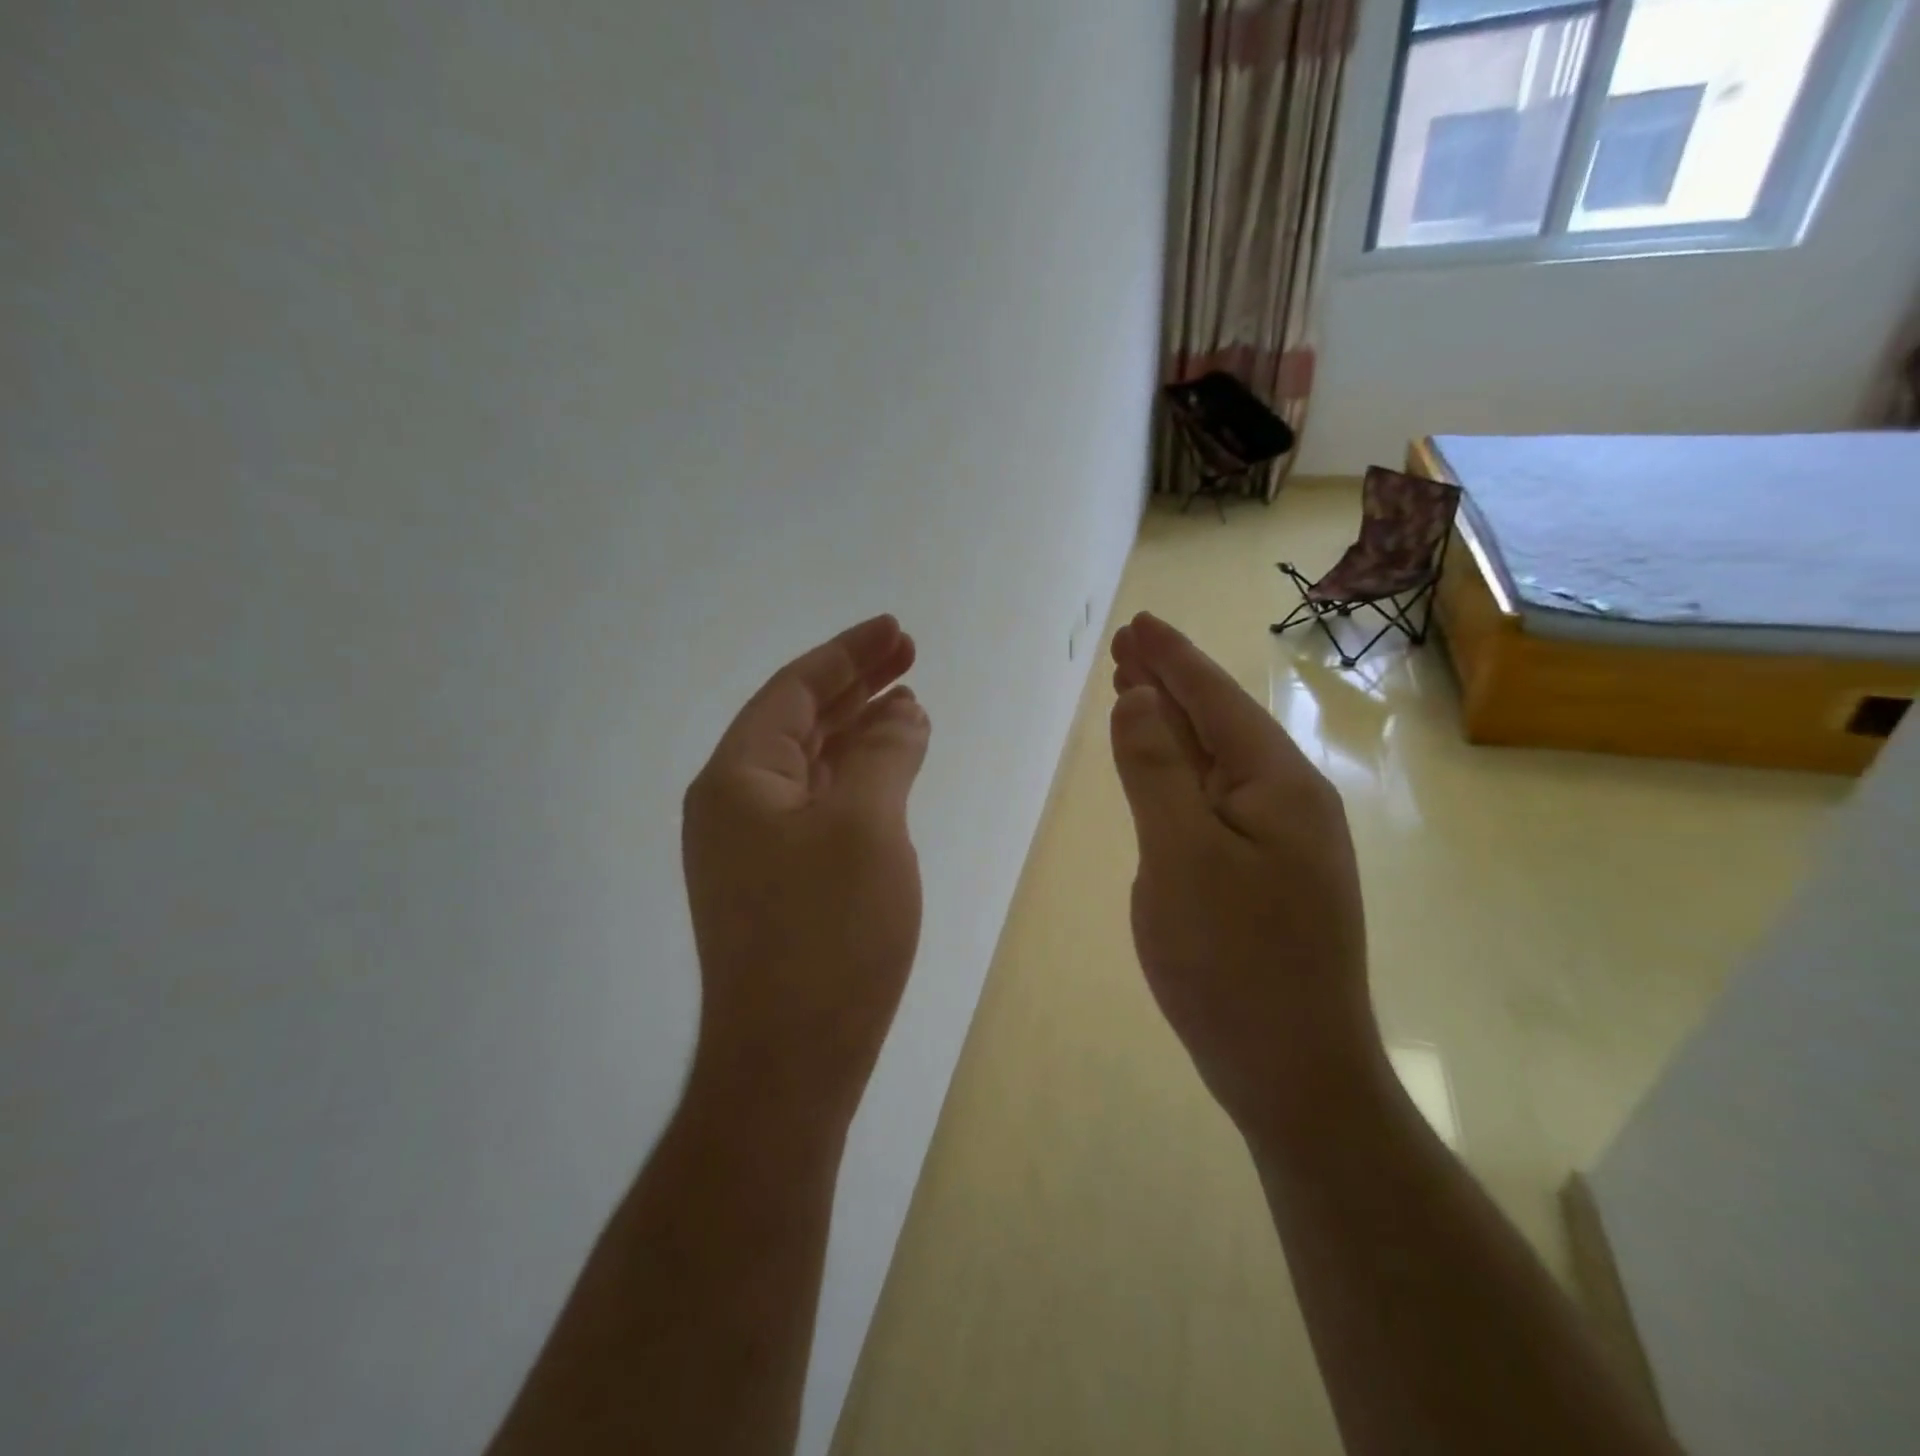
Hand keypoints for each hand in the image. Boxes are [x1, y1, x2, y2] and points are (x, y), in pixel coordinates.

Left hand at [682, 615, 930, 1123]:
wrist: (790, 1060)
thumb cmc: (828, 935)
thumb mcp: (867, 827)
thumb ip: (886, 755)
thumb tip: (903, 711)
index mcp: (737, 777)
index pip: (793, 690)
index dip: (847, 654)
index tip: (896, 630)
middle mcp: (733, 803)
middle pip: (799, 722)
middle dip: (855, 685)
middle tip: (910, 655)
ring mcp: (751, 846)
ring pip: (811, 765)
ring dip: (858, 731)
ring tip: (909, 703)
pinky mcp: (776, 882)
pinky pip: (818, 807)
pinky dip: (856, 780)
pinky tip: (890, 771)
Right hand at [1109, 613, 1380, 1138]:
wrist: (1294, 1071)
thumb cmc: (1232, 961)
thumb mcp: (1180, 857)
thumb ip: (1156, 771)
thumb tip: (1139, 699)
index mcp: (1278, 784)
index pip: (1215, 699)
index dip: (1172, 658)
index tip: (1138, 623)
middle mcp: (1291, 800)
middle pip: (1221, 723)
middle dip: (1172, 682)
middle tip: (1127, 649)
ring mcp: (1284, 840)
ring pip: (1220, 762)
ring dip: (1176, 724)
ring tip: (1135, 692)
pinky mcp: (1269, 874)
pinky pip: (1220, 801)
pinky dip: (1185, 772)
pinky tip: (1166, 770)